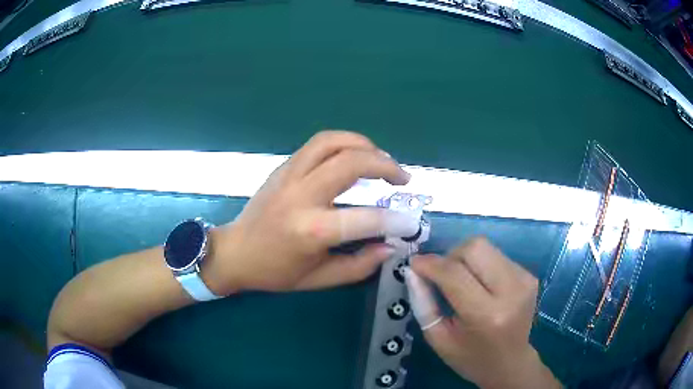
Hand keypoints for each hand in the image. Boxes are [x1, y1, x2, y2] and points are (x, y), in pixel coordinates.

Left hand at [205, 131, 417, 293]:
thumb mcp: (319, 279)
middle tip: (402, 179)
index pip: (365, 219)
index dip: (395, 220)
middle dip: (385, 165)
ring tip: (381, 160)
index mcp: (310, 230)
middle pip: (350, 162)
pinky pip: (318, 143)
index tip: (409, 222)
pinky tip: (354, 157)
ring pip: (333, 141)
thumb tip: (390, 247)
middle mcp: (301, 196)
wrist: (234, 252)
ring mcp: (289, 175)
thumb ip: (359, 265)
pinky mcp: (283, 166)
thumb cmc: (274, 272)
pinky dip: (344, 144)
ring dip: (365, 145)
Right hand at [406, 237, 560, 388]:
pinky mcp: (530, 275)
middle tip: (441, 274)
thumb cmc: (470, 358)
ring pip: (486, 246)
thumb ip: (423, 304)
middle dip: (450, 255)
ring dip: (465, 258)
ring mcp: (524, 280)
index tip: (414, 263)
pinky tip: (480, 284)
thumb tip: (412, 270)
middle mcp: (511, 291)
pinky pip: (497, 255)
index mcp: (486, 316)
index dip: (431, 264)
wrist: (511, 363)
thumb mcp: (439, 339)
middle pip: (475, 247)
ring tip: (460, 281)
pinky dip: (481, 264)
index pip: (455, 274)